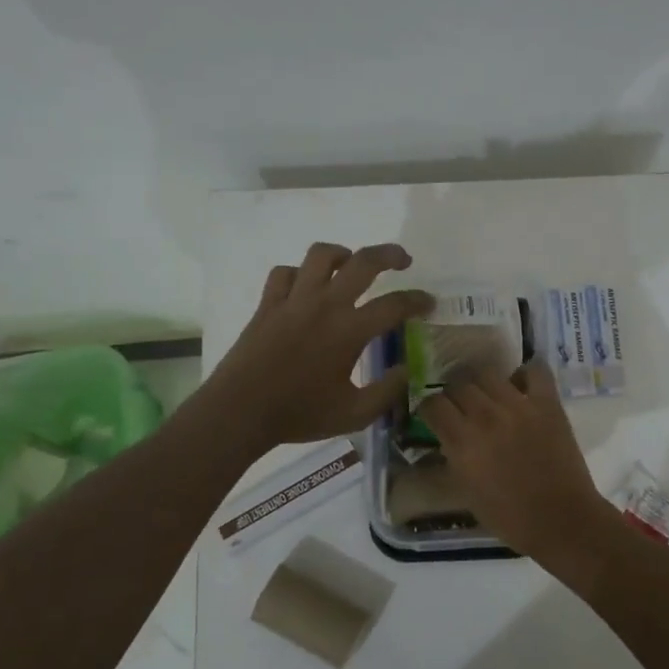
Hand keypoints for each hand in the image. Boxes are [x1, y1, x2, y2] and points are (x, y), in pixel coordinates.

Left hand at [205, 242, 431, 450]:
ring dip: (342, 254)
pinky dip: (299, 273)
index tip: (429, 303)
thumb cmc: (299, 414)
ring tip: (351, 264)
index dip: (417, 300)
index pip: (395, 304)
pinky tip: (305, 287)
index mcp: (349, 330)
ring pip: (320, 255)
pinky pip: (285, 273)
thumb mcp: (354, 414)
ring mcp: (293, 300)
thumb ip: (387, 391)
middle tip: (403, 260)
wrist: (239, 412)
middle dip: (389, 255)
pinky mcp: (267, 304)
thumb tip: (407, 370)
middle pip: (363, 262)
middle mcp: (325, 304)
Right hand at [417, 362, 609, 555]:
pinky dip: (525, 374)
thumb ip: (450, 459)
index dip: (430, 409)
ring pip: (488, 373)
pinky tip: (521, 387)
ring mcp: (519, 405)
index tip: (435, 416)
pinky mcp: (548, 403)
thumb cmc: (510, 517)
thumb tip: (442, 440)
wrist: (561, 520)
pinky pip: (534, 370)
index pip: (432, 404)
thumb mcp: (465, 492)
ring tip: (488, 396)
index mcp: (462, 441)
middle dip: (454, 395)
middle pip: (458, 385)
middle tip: (461, 408)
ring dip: (482, 384)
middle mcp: (486, 416)